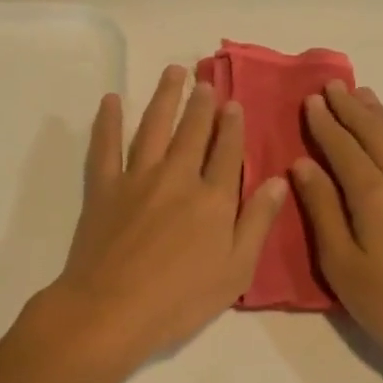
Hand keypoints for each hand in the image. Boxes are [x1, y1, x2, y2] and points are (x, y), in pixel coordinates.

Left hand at [43, 65, 286, 363]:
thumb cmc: (181, 300)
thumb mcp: (236, 270)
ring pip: (154, 127)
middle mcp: (178, 177)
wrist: (112, 309)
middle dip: (202, 104)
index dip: (233, 126)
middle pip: (193, 131)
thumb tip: (278, 180)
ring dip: (164, 98)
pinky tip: (112, 100)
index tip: (234, 103)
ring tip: (173, 73)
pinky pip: (105, 146)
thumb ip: (257, 222)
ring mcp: (137, 178)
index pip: (228, 152)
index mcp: (213, 198)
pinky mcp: (104, 187)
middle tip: (206, 81)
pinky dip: (108, 121)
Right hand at [290, 80, 382, 382]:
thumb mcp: (342, 264)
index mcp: (373, 195)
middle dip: (352, 109)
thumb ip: (322, 209)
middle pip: (376, 135)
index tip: (311, 100)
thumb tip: (303, 164)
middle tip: (333, 86)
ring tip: (367, 97)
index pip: (343, 148)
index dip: (325, 123)